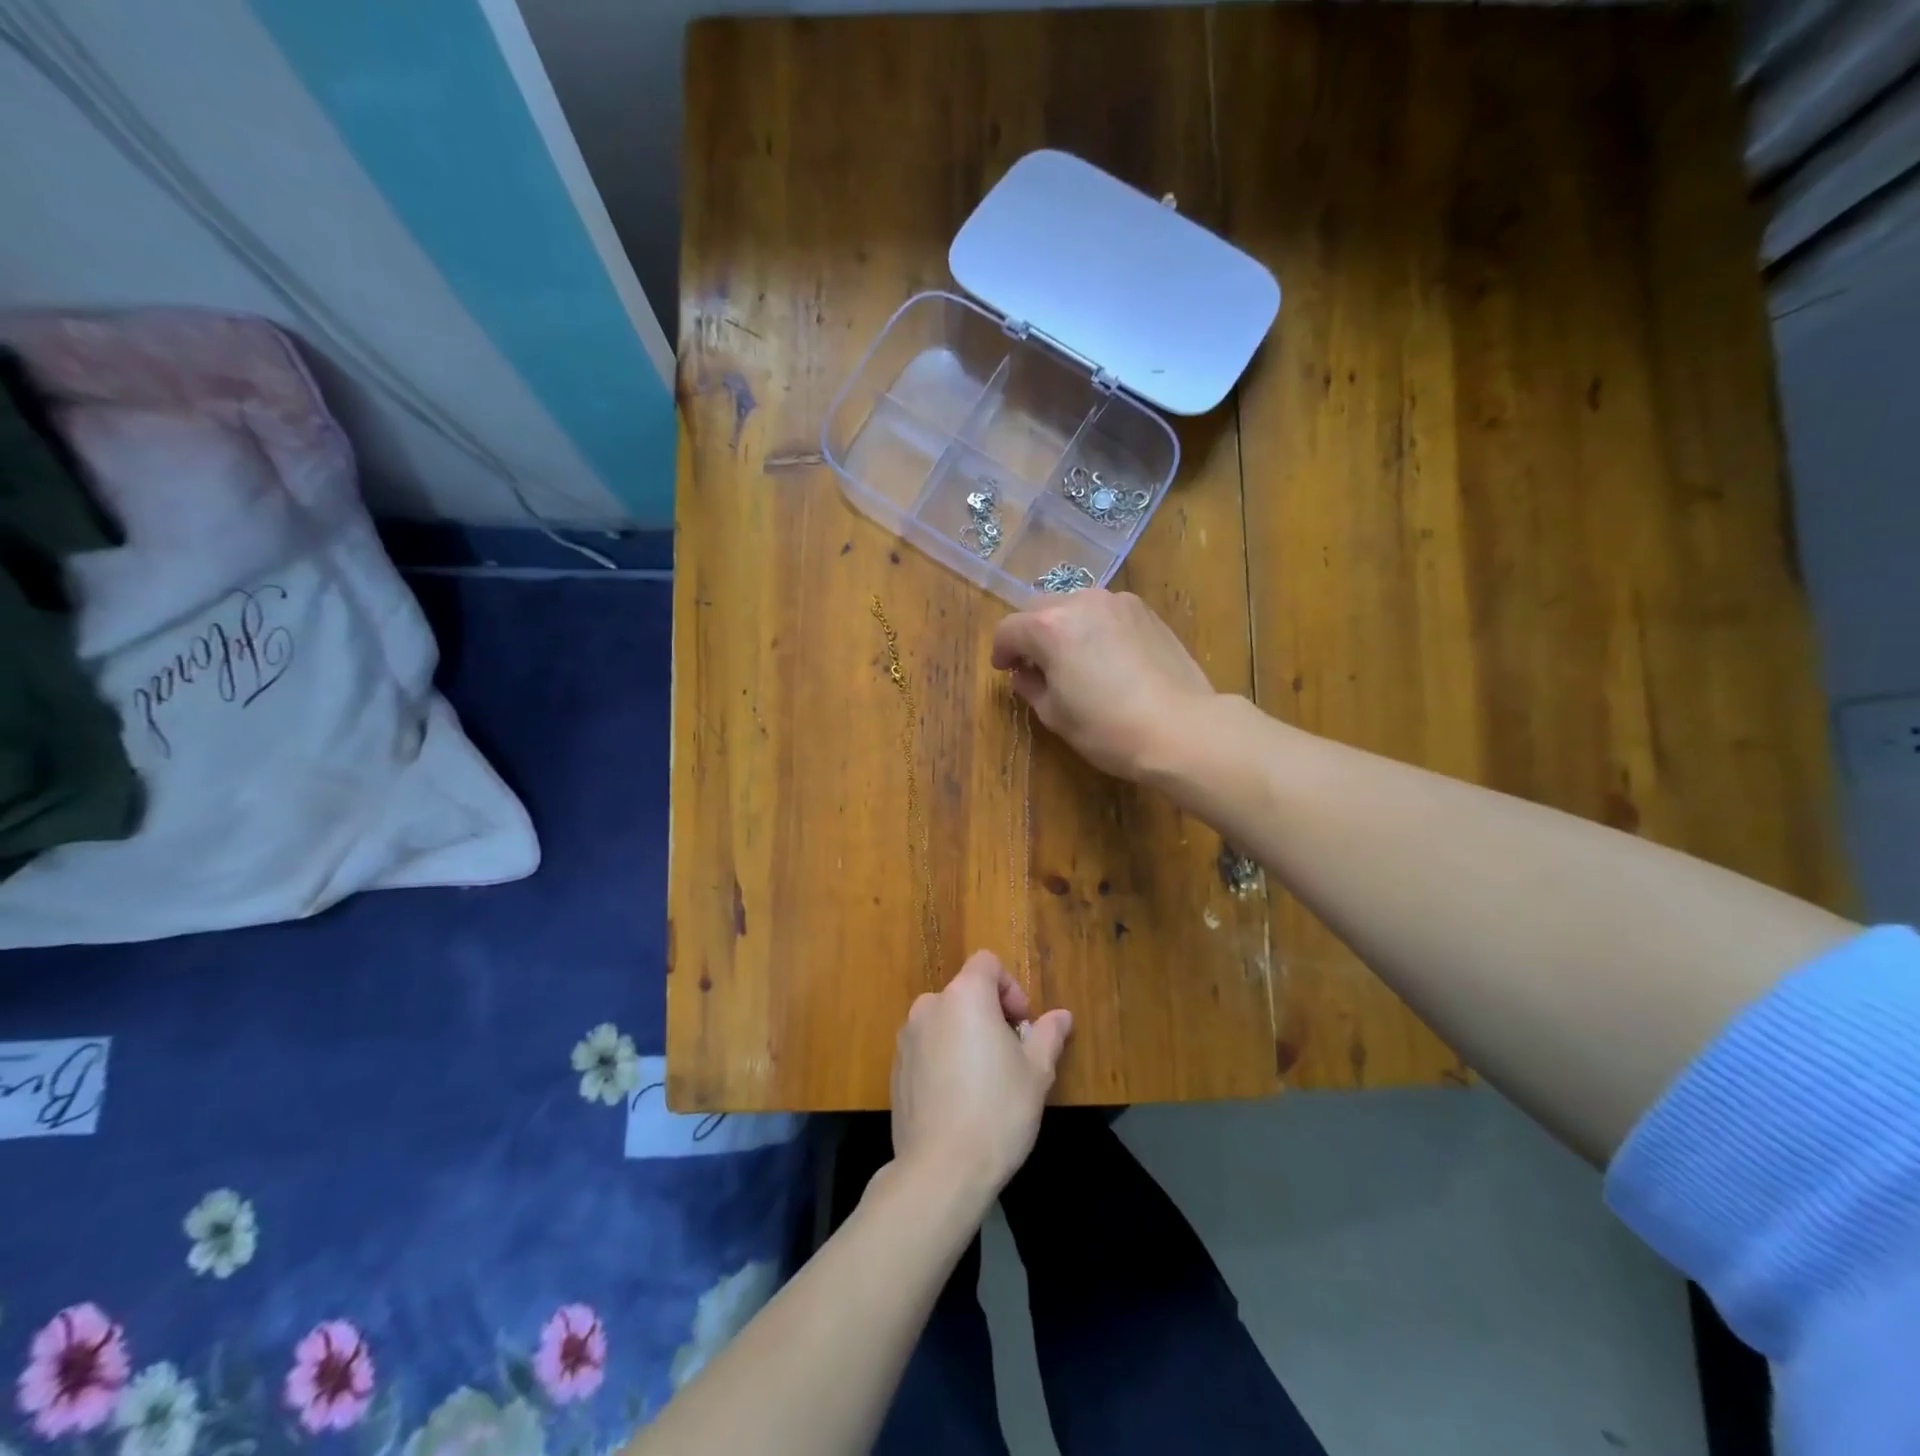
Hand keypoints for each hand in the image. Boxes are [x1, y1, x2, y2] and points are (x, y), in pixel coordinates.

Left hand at [890, 951, 1072, 1200]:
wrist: (941, 1169)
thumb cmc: (997, 1110)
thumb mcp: (1036, 1072)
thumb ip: (1048, 1035)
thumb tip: (1062, 1016)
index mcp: (965, 996)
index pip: (987, 963)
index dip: (1010, 987)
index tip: (1022, 1025)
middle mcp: (930, 1006)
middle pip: (966, 992)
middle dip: (990, 1014)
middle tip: (1010, 1055)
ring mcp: (907, 1037)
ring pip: (945, 1021)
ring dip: (966, 1036)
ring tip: (985, 1080)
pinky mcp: (895, 1068)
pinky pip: (927, 1047)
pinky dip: (944, 1058)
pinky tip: (959, 1098)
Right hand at [990, 589, 1217, 780]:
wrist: (1181, 728)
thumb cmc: (1108, 728)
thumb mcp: (1055, 715)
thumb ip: (1031, 686)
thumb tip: (1025, 674)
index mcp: (1050, 627)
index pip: (1009, 629)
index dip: (1001, 651)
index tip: (1006, 671)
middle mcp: (1081, 602)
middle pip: (1040, 609)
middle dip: (1032, 634)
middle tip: (1036, 665)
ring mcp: (1118, 602)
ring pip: (1075, 606)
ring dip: (1065, 627)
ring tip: (1074, 660)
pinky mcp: (1146, 612)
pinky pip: (1106, 613)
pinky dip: (1096, 628)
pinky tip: (1107, 658)